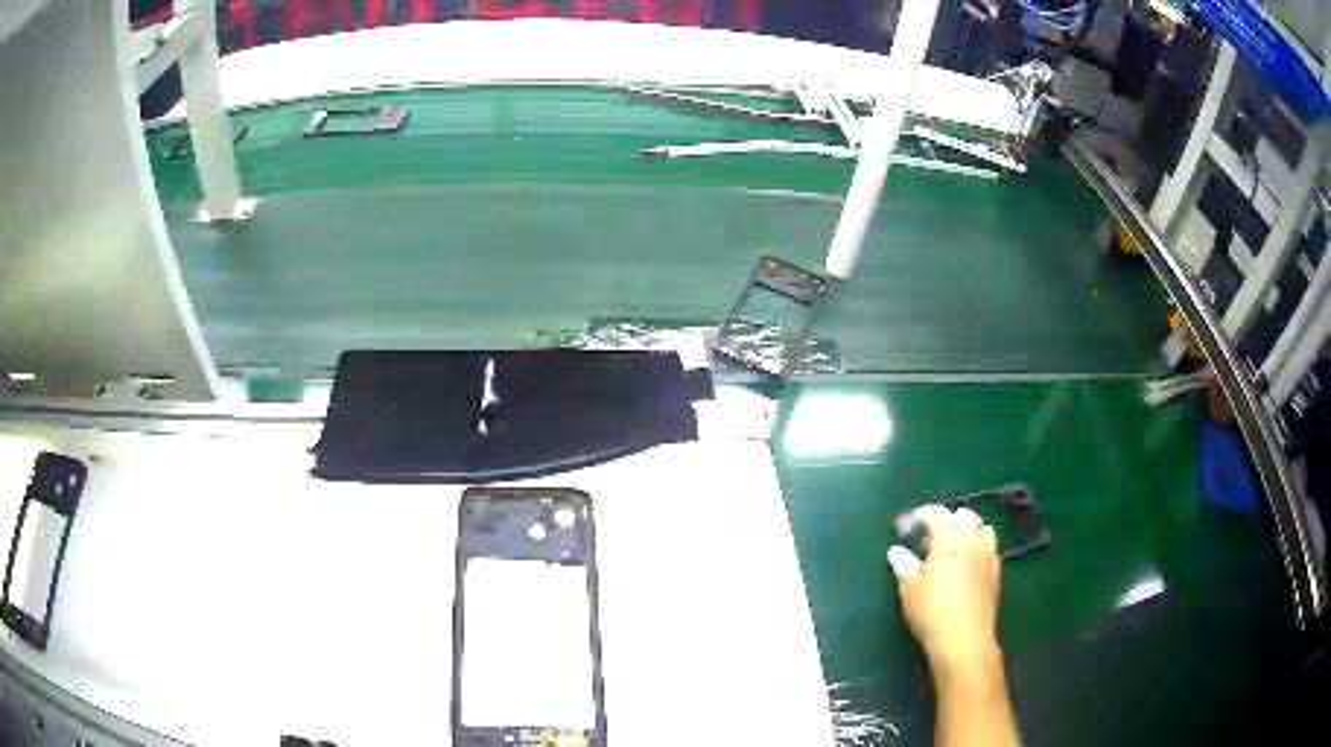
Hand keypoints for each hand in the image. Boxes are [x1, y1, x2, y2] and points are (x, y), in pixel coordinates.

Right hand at [887, 505, 1001, 672]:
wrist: (964, 640)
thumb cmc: (932, 614)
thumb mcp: (910, 592)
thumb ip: (905, 568)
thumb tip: (897, 552)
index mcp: (947, 543)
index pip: (938, 516)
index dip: (925, 514)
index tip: (913, 522)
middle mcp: (971, 544)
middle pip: (966, 517)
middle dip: (952, 518)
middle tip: (937, 530)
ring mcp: (987, 558)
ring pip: (984, 529)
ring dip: (972, 528)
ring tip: (959, 540)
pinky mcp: (996, 574)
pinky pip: (992, 549)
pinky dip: (982, 546)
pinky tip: (974, 560)